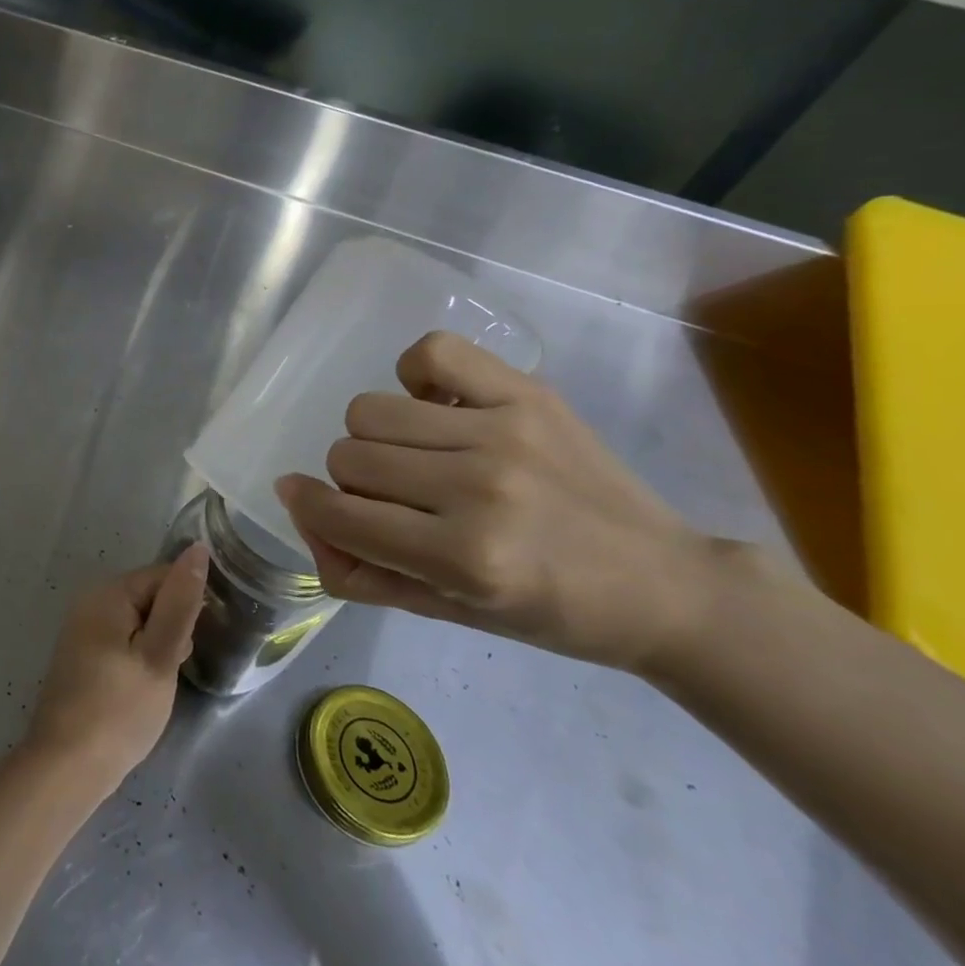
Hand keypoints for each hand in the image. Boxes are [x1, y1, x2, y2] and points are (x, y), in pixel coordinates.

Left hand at [24, 552, 208, 790]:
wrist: (67, 766)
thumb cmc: (120, 709)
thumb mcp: (160, 655)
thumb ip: (180, 602)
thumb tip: (198, 549)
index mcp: (108, 592)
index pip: (163, 575)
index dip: (187, 606)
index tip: (191, 644)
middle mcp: (90, 600)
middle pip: (149, 596)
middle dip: (172, 627)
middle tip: (172, 668)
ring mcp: (83, 628)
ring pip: (139, 622)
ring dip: (158, 646)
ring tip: (158, 683)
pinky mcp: (83, 655)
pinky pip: (122, 641)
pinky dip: (140, 658)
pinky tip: (141, 689)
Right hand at [274, 331, 727, 672]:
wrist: (664, 585)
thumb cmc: (549, 612)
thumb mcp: (445, 612)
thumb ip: (357, 570)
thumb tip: (299, 507)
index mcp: (463, 558)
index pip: (338, 512)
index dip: (307, 505)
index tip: (306, 499)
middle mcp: (479, 489)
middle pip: (347, 455)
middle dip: (354, 482)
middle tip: (394, 498)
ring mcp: (503, 432)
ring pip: (371, 410)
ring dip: (377, 437)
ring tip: (417, 454)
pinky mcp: (527, 394)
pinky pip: (430, 353)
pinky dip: (415, 376)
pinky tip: (435, 406)